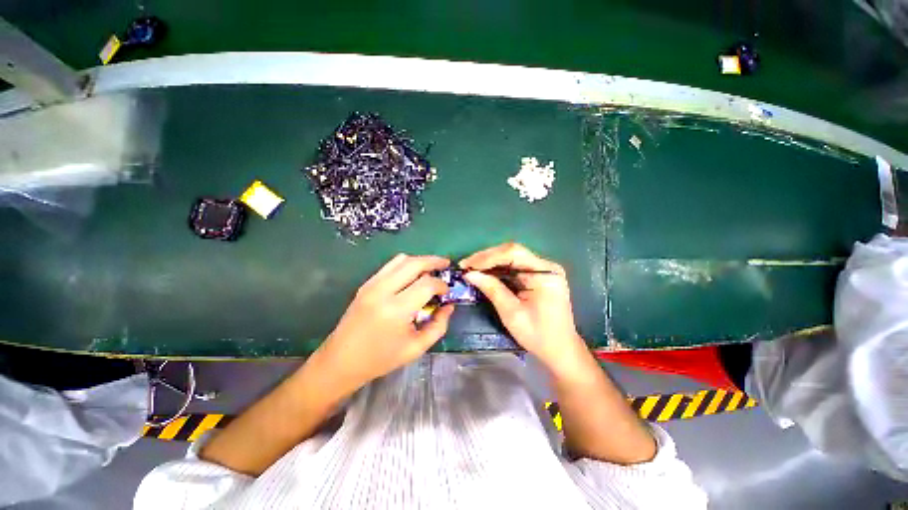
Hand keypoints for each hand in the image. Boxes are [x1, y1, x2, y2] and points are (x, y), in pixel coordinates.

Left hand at [316, 254, 454, 391]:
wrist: (341, 361)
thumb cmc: (381, 358)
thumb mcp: (416, 348)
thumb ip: (438, 326)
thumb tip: (449, 306)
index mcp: (396, 310)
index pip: (426, 284)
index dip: (441, 285)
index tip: (446, 292)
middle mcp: (383, 291)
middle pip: (414, 263)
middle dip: (434, 261)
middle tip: (446, 264)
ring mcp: (372, 285)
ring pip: (400, 259)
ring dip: (419, 260)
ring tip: (431, 268)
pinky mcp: (366, 284)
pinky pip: (390, 266)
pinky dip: (405, 265)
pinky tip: (412, 274)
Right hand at [461, 243, 587, 372]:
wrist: (560, 350)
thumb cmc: (538, 335)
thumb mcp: (511, 313)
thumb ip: (492, 289)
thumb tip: (470, 274)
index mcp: (544, 274)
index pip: (513, 253)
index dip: (488, 257)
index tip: (467, 264)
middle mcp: (546, 266)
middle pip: (512, 252)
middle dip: (487, 258)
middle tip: (466, 265)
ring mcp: (543, 270)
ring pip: (512, 258)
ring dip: (490, 262)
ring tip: (471, 267)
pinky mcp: (539, 276)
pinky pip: (515, 266)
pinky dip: (498, 269)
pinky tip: (485, 272)